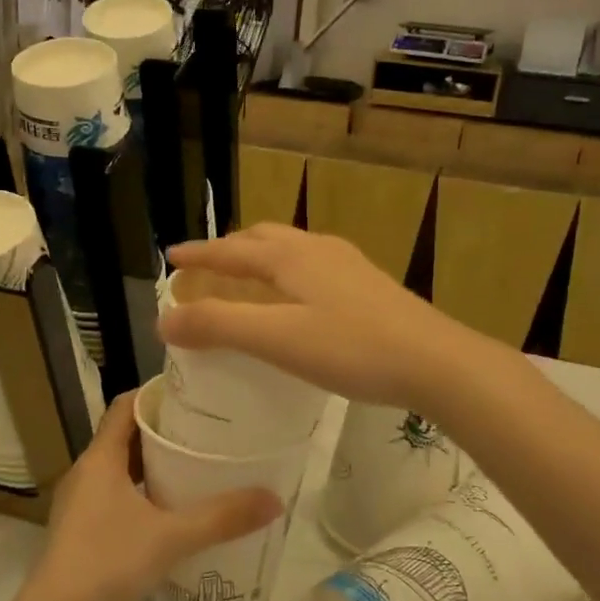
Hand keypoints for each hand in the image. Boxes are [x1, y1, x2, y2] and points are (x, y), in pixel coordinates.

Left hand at [22, 392, 281, 600]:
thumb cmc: (108, 563)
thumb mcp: (172, 538)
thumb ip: (222, 518)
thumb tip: (274, 499)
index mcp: (100, 459)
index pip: (125, 406)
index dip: (155, 393)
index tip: (192, 393)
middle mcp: (86, 472)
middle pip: (124, 435)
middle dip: (162, 429)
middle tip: (204, 428)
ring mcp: (80, 502)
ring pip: (120, 467)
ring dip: (152, 462)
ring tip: (194, 464)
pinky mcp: (81, 528)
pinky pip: (115, 493)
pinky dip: (142, 490)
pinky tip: (170, 510)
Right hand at [160, 224, 478, 411]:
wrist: (435, 361)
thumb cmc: (351, 348)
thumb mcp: (277, 339)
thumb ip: (219, 326)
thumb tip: (164, 319)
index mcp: (290, 257)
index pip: (231, 250)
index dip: (198, 254)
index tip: (171, 257)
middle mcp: (317, 249)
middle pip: (263, 239)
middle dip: (230, 249)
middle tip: (208, 268)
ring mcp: (348, 265)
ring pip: (291, 250)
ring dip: (261, 258)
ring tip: (247, 280)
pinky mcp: (368, 285)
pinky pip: (312, 267)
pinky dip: (287, 274)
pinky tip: (298, 300)